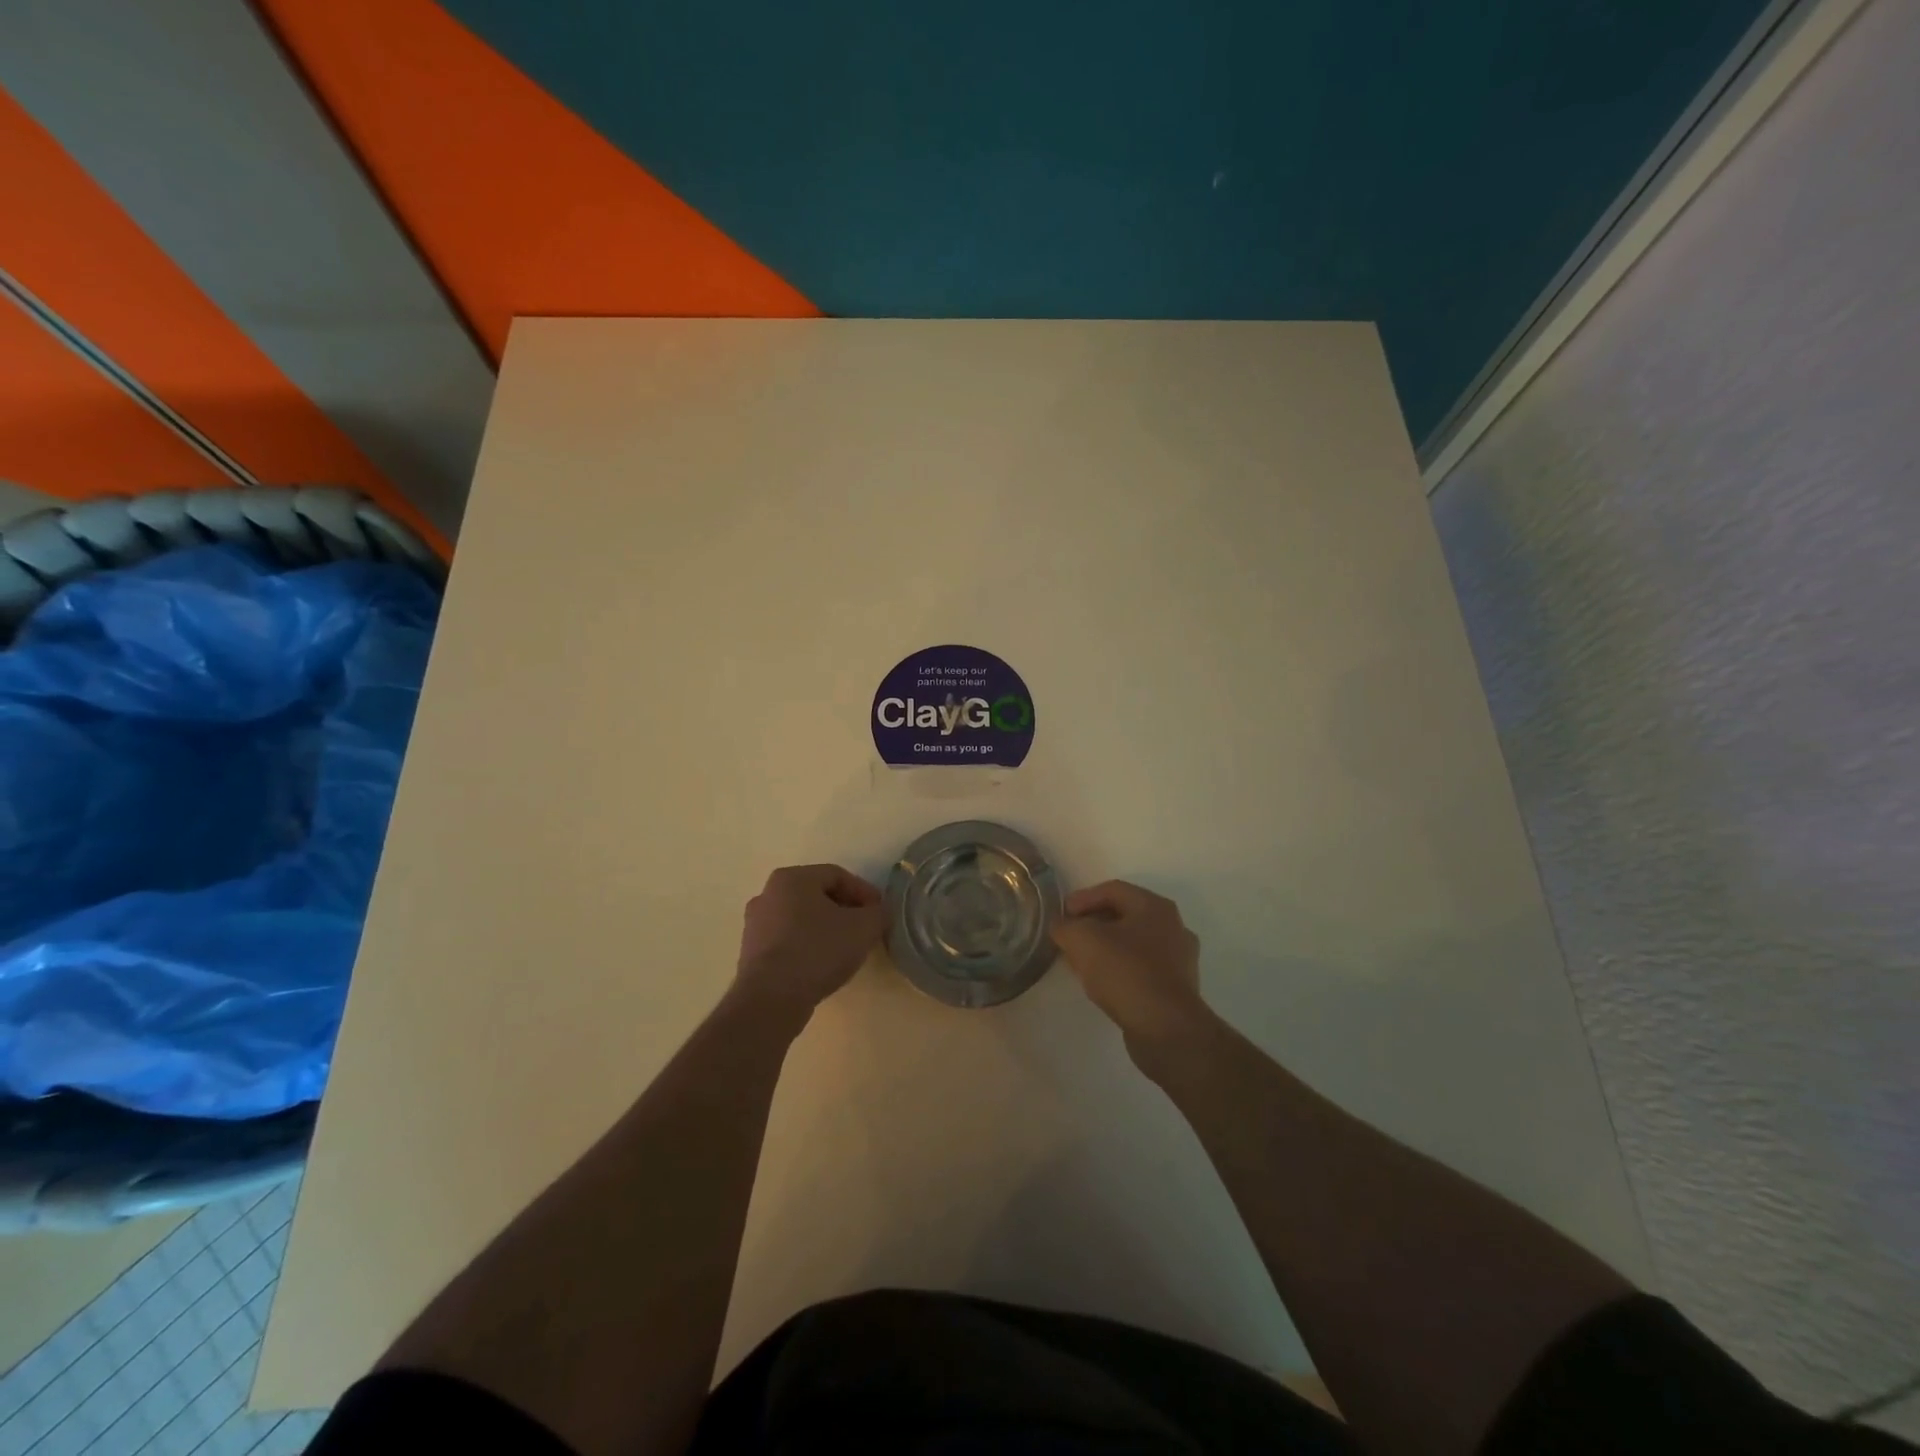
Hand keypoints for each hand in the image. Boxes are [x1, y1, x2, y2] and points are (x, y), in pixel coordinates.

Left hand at [734, 864, 885, 1018]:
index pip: (837, 875)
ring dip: (826, 929)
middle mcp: (768, 894)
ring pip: (801, 919)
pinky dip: (808, 946)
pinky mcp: (751, 954)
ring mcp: (755, 925)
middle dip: (845, 910)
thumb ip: (878, 913)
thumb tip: (877, 913)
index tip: (880, 912)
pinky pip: (788, 941)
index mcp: (792, 878)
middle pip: (817, 895)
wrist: (772, 998)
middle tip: (865, 928)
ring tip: (846, 949)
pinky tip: (823, 965)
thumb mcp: (864, 928)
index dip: (864, 892)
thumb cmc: (818, 950)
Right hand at [1051, 881, 1209, 1062]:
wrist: (1166, 1029)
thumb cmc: (1125, 972)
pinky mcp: (1177, 988)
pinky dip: (1120, 969)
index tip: (1061, 915)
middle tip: (1069, 936)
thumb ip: (1065, 927)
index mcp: (1155, 906)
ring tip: (1081, 961)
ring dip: (1105, 948)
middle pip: (1125, 915)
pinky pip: (1142, 968)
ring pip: (1134, 943)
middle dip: (1093, 924)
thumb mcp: (1083, 940)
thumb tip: (1061, 927)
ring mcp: (1179, 959)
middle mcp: (1173, 926)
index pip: (1113, 890)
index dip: (1082, 898)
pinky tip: (1102, 983)